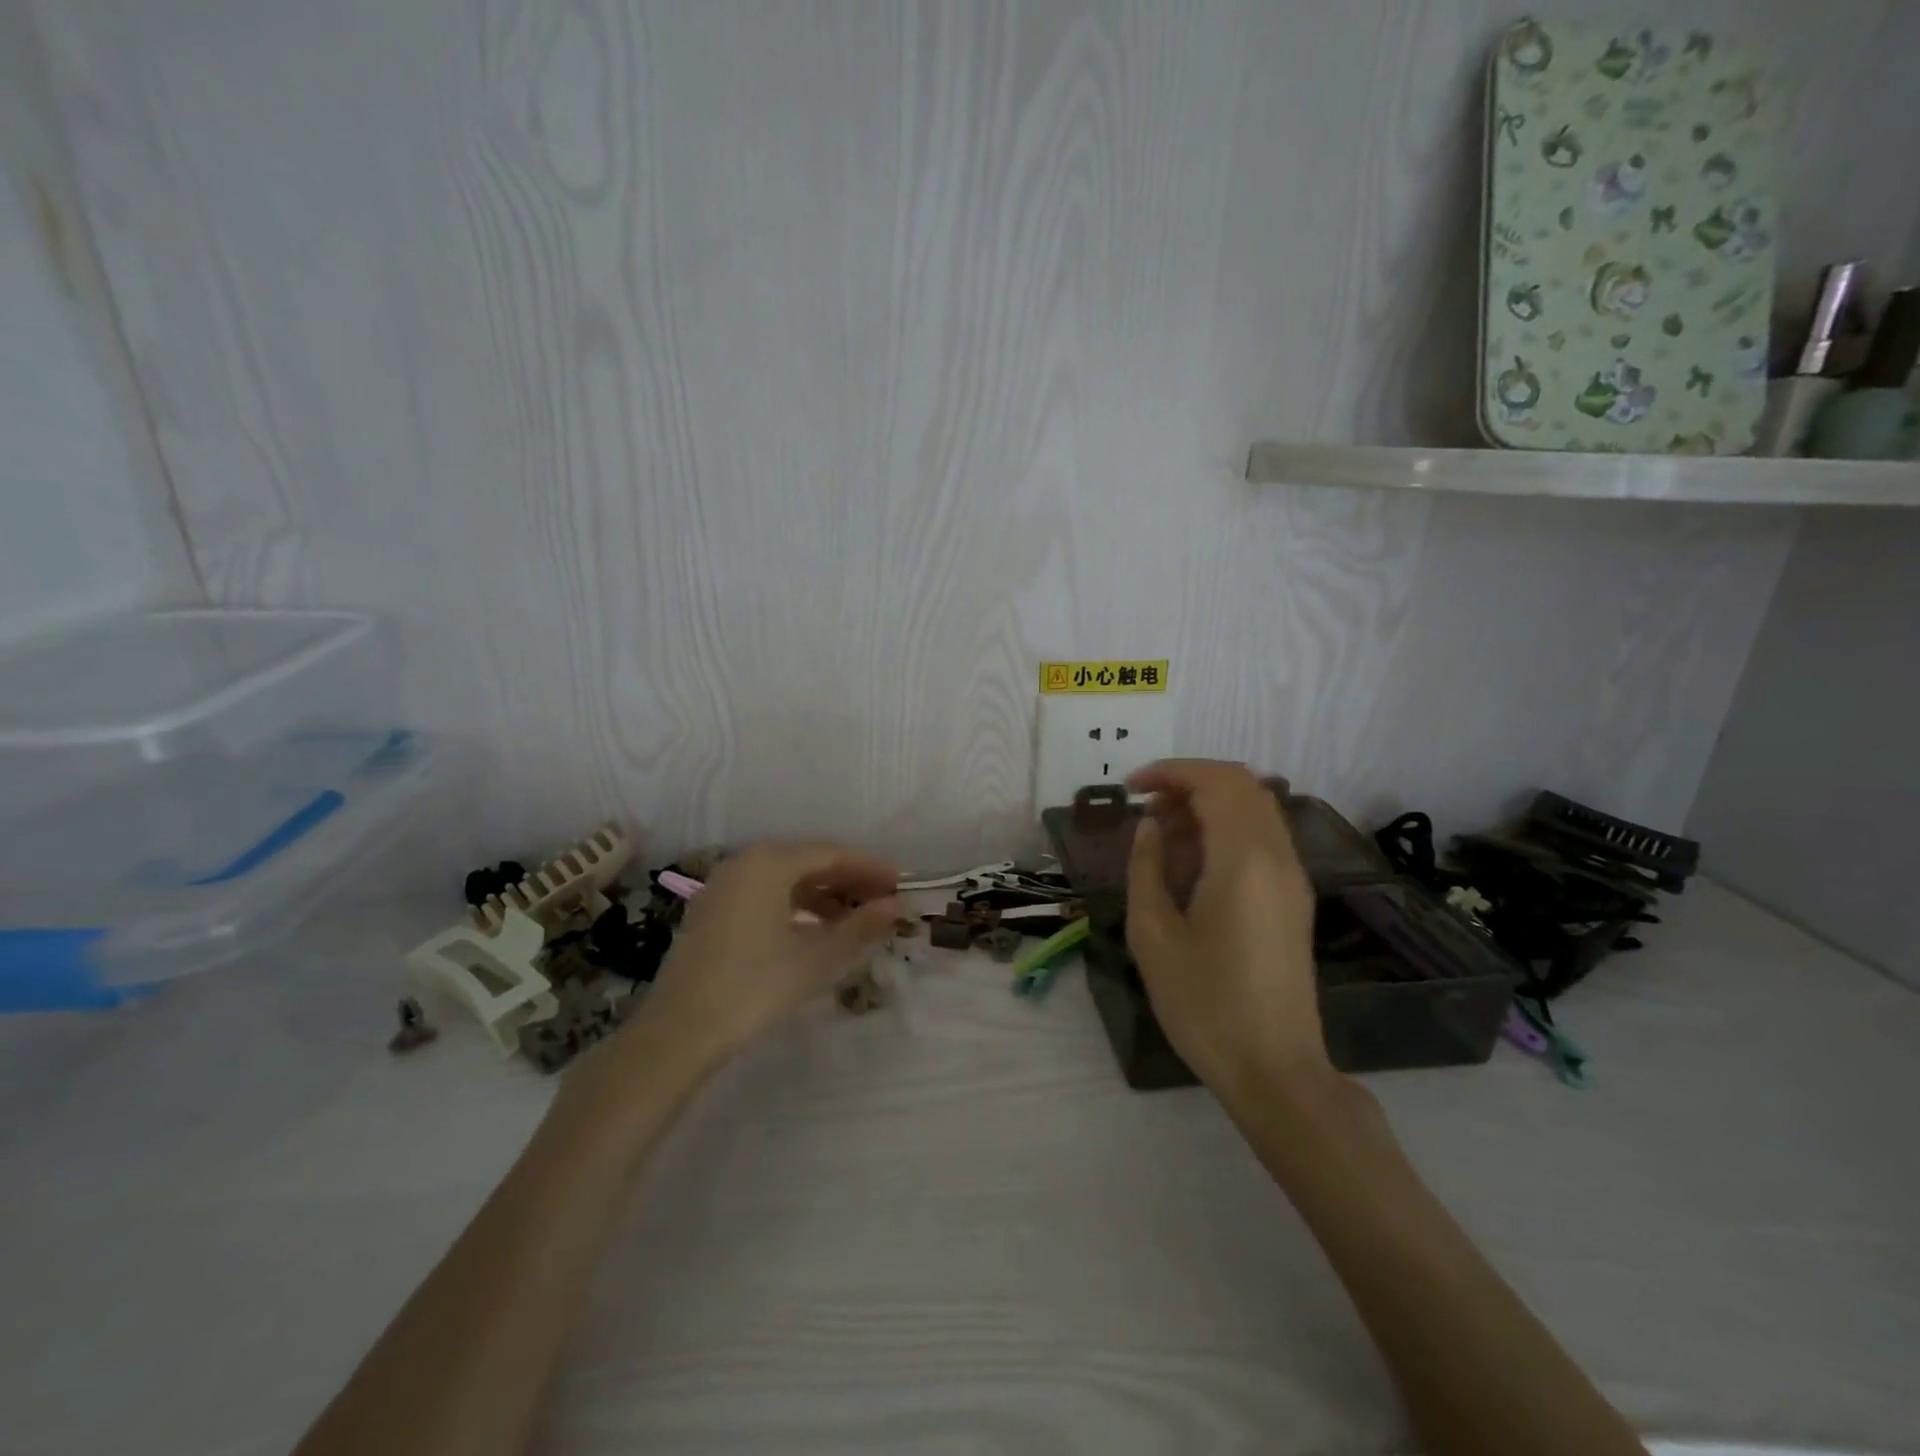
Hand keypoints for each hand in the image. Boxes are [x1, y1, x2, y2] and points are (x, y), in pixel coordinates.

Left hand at [636, 842, 900, 1063]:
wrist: (679, 1033)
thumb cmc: (755, 987)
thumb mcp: (816, 958)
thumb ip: (860, 927)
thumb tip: (895, 907)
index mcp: (770, 862)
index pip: (832, 854)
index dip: (869, 869)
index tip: (901, 885)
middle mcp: (745, 862)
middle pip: (808, 861)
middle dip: (848, 881)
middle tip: (883, 902)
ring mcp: (724, 886)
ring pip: (786, 879)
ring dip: (824, 895)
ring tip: (856, 919)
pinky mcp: (713, 911)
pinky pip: (766, 894)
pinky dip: (796, 906)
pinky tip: (815, 930)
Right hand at [1125, 759, 1327, 1092]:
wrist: (1274, 1070)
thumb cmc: (1204, 1004)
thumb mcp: (1154, 935)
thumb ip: (1147, 867)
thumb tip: (1150, 826)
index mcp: (1244, 860)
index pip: (1216, 782)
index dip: (1171, 772)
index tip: (1132, 788)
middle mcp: (1278, 857)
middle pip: (1241, 786)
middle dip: (1189, 784)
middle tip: (1145, 810)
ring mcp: (1293, 878)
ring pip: (1255, 810)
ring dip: (1208, 806)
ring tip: (1162, 835)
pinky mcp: (1294, 899)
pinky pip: (1262, 839)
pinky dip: (1226, 830)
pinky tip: (1192, 863)